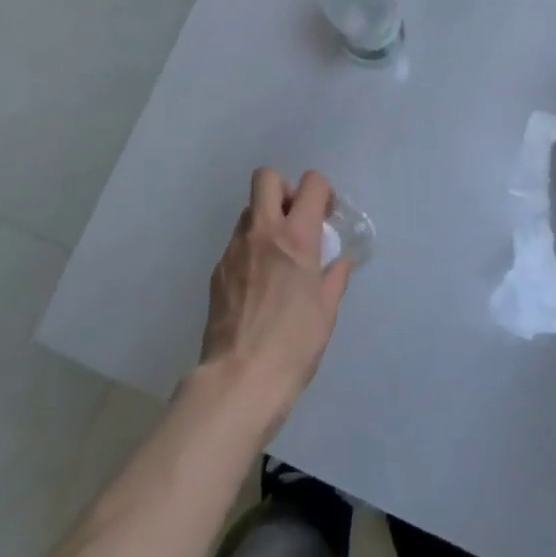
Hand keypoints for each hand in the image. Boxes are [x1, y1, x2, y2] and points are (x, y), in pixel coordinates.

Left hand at [199, 168, 353, 431]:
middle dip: (284, 189)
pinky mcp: (217, 271)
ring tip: (278, 257)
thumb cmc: (294, 344)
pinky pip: (236, 243)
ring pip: (248, 211)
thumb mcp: (327, 310)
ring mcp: (234, 250)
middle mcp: (262, 232)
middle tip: (296, 220)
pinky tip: (259, 285)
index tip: (326, 215)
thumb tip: (338, 260)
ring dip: (265, 221)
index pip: (311, 183)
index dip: (322, 191)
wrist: (240, 379)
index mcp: (296, 237)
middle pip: (266, 178)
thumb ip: (334, 276)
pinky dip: (251, 250)